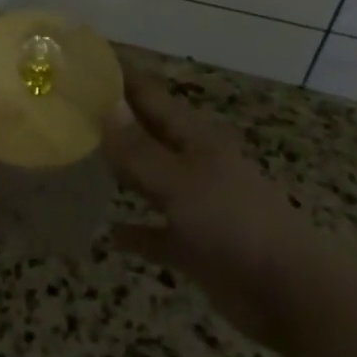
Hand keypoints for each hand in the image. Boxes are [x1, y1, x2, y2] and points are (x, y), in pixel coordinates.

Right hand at [102, 77, 323, 344]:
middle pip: (147, 133)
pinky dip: (135, 231)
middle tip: (67, 109)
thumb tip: (104, 105)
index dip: (120, 77)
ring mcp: (195, 204)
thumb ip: (138, 149)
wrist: (290, 294)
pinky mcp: (194, 245)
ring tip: (77, 157)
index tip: (82, 62)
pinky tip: (107, 233)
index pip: (149, 95)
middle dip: (112, 121)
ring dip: (120, 170)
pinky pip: (156, 232)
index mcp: (194, 137)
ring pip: (149, 179)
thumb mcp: (179, 182)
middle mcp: (192, 162)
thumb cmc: (234, 224)